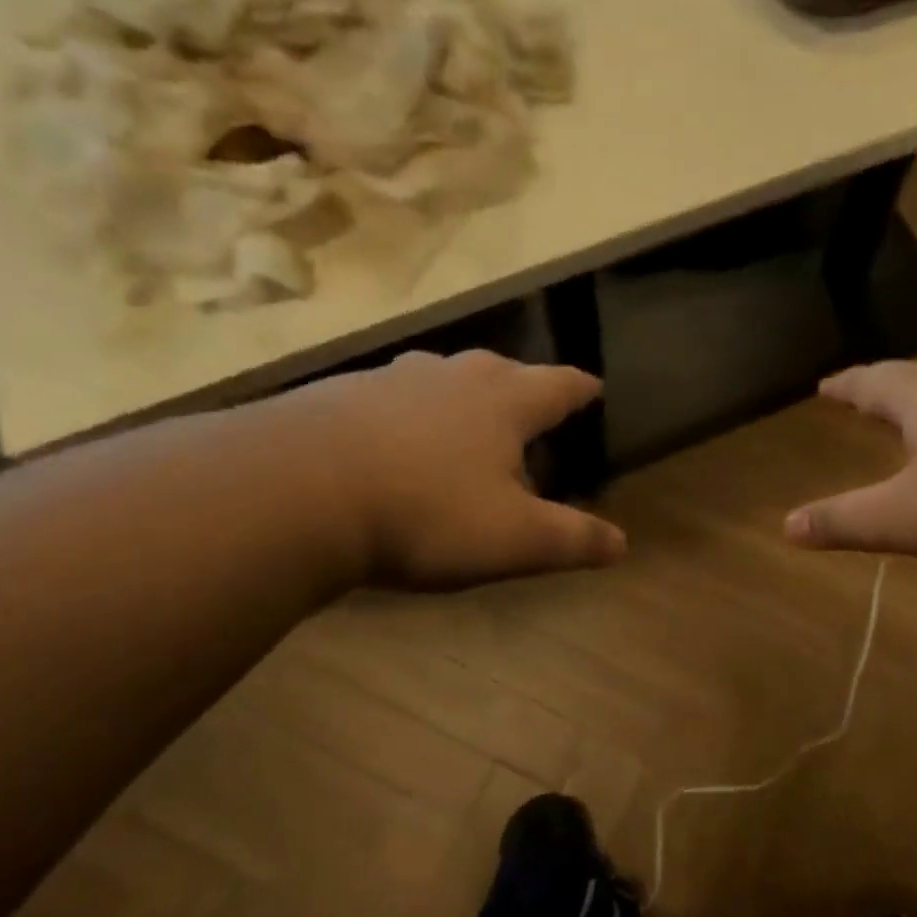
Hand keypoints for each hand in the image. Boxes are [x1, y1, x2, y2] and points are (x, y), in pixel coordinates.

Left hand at [259, 350, 625, 589]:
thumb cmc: (425, 512)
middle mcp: (451, 377)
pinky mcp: (337, 395)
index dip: (582, 390)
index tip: (595, 389)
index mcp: (504, 402)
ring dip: (460, 398)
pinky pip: (389, 399)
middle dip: (521, 389)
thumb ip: (572, 540)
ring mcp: (390, 380)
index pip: (559, 386)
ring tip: (463, 424)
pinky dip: (405, 416)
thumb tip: (622, 544)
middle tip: (530, 411)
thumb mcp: (513, 539)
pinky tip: (392, 443)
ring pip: (441, 379)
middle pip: (501, 372)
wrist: (294, 491)